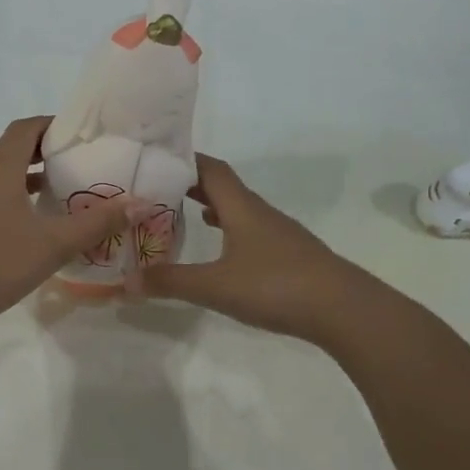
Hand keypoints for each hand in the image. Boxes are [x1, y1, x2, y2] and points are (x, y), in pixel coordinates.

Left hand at [0, 116, 149, 332]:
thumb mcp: (54, 244)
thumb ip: (97, 222)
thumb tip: (140, 203)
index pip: (24, 129)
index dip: (50, 125)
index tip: (77, 135)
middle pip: (9, 151)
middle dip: (41, 154)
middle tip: (74, 167)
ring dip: (23, 180)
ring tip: (55, 196)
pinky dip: (6, 200)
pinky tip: (24, 228)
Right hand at [140, 154, 369, 343]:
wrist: (344, 310)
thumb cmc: (276, 286)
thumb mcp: (215, 286)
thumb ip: (170, 282)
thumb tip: (125, 281)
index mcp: (242, 208)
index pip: (210, 170)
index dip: (184, 160)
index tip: (155, 159)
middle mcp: (260, 213)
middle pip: (223, 187)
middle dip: (190, 184)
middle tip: (157, 189)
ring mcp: (278, 234)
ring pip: (238, 210)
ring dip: (210, 207)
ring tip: (180, 214)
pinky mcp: (288, 256)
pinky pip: (249, 231)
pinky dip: (228, 231)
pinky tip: (221, 248)